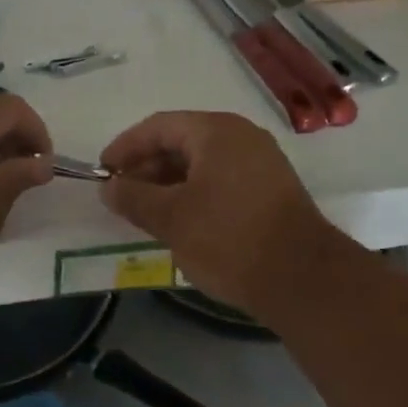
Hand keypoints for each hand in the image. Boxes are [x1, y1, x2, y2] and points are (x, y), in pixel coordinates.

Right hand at [98, 111, 344, 318]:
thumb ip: (134, 198)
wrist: (304, 280)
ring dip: (169, 182)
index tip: (103, 172)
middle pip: (181, 140)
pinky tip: (181, 219)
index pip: (158, 126)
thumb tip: (110, 187)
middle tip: (122, 195)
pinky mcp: (271, 189)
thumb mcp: (171, 218)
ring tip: (146, 210)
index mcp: (216, 131)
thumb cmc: (230, 239)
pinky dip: (195, 191)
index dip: (126, 147)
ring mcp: (261, 161)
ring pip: (202, 161)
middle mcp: (240, 136)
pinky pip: (221, 178)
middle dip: (147, 166)